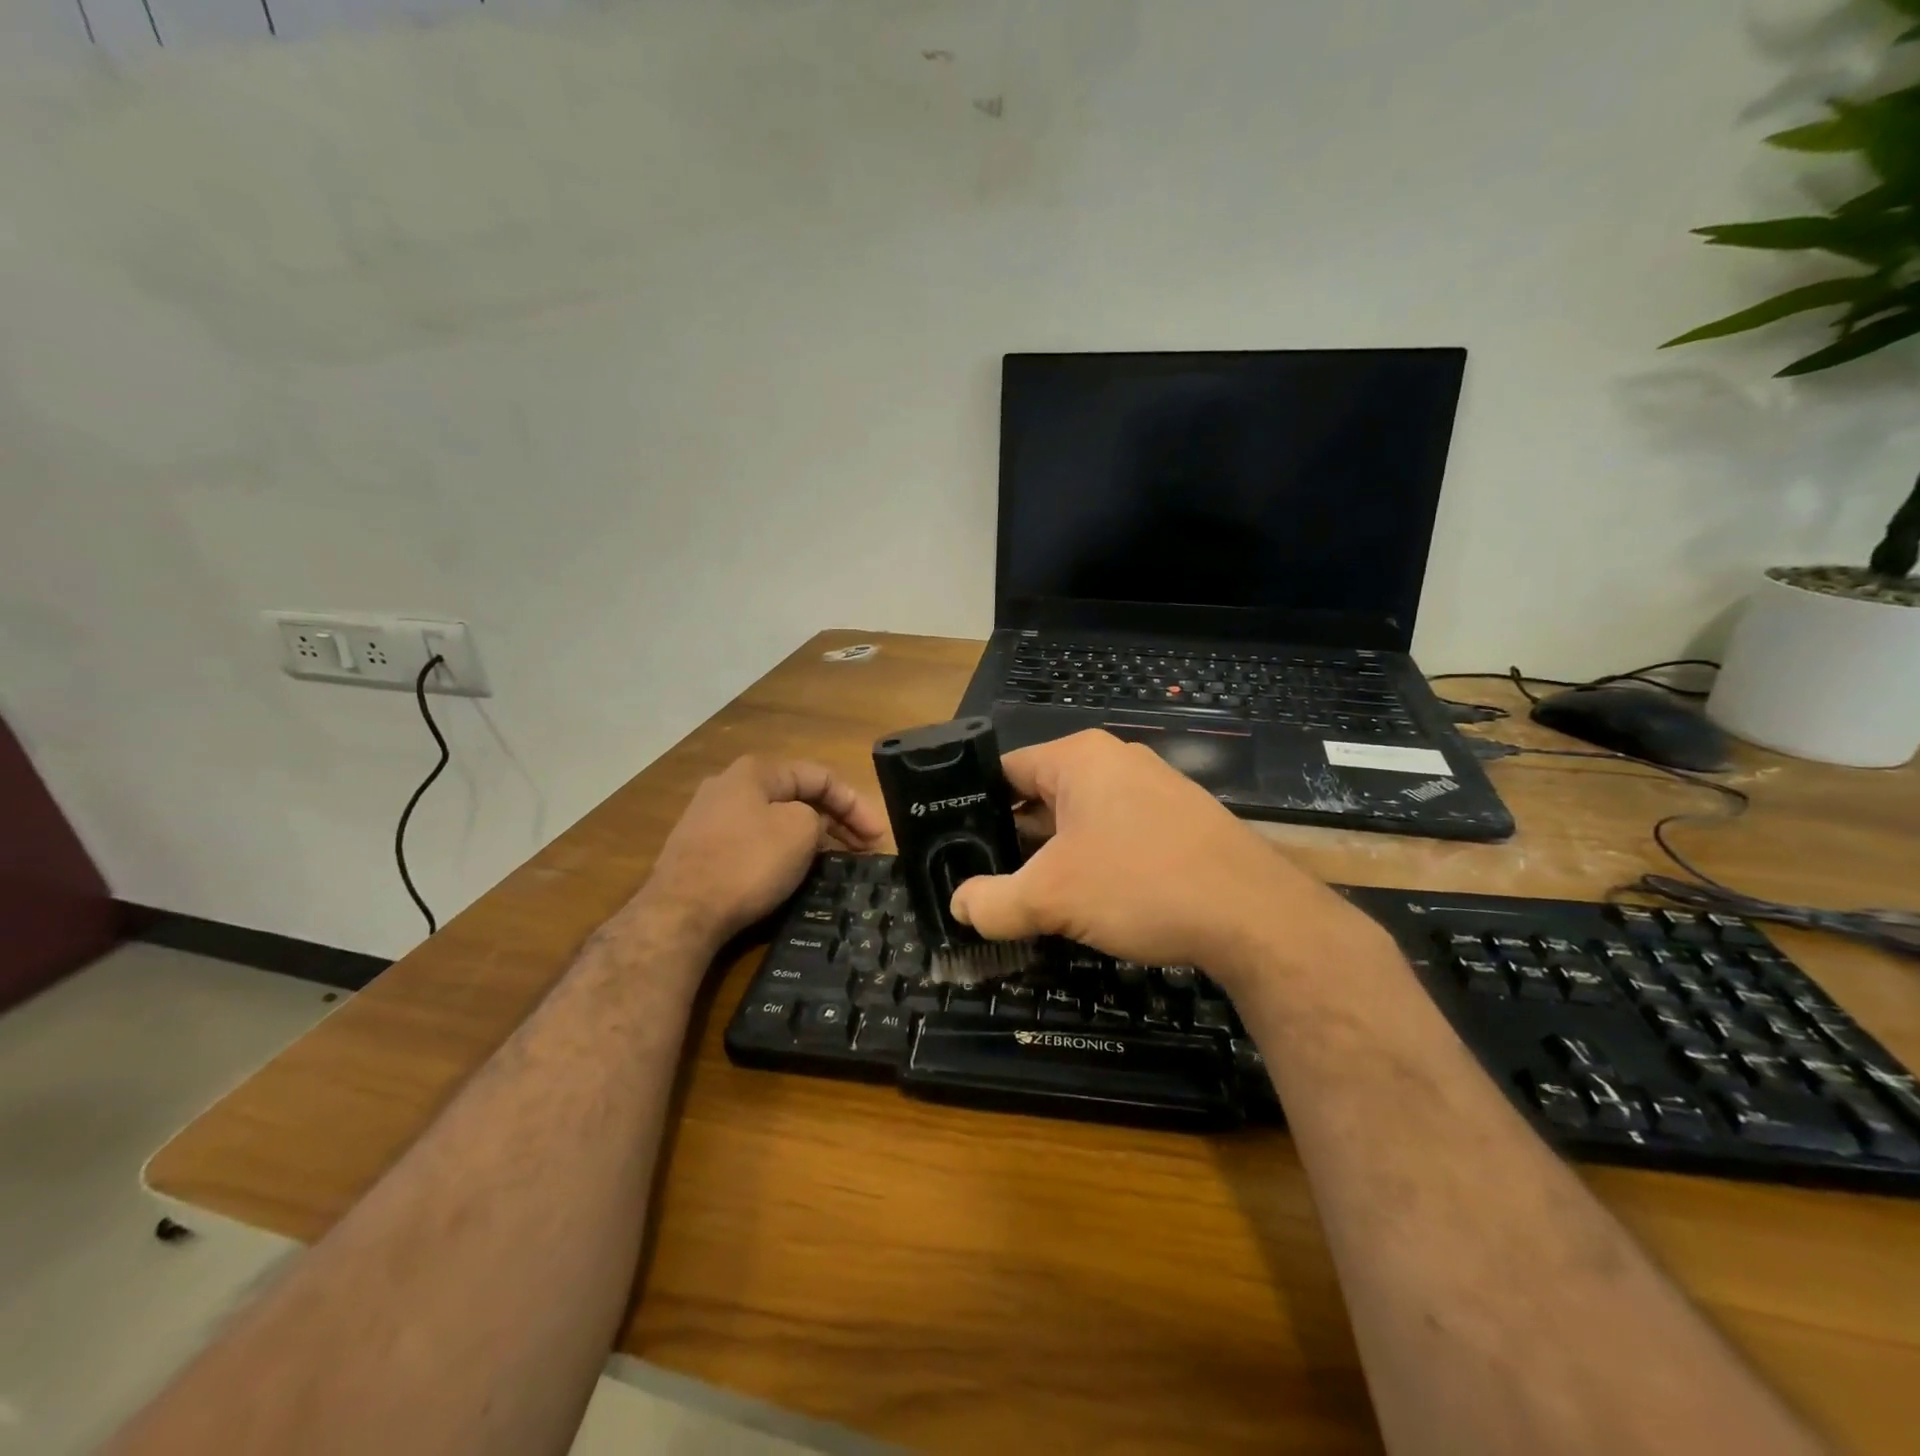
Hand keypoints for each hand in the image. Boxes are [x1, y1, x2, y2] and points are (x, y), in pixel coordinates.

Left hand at [639, 755, 884, 949]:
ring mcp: (709, 817)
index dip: (856, 804)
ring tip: (835, 860)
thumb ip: (817, 817)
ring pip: (775, 819)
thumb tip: (810, 823)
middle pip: (796, 796)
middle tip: (865, 849)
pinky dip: (782, 850)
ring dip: (810, 835)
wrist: (680, 913)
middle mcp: (729, 785)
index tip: (878, 837)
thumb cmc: (748, 863)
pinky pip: (754, 840)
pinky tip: (793, 870)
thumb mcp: (800, 831)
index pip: (820, 776)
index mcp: (756, 771)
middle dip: (835, 820)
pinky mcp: (700, 849)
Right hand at [949, 731, 1371, 991]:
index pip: (1004, 771)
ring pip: (1079, 821)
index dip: (972, 808)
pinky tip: (1086, 905)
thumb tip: (959, 907)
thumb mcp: (1052, 897)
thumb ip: (992, 902)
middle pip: (1041, 797)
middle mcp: (1115, 762)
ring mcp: (1152, 791)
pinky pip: (1115, 836)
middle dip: (1013, 841)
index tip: (953, 848)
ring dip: (1053, 859)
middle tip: (985, 882)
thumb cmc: (1140, 883)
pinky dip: (1092, 865)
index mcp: (1079, 758)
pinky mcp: (1178, 823)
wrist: (1254, 916)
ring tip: (1027, 900)